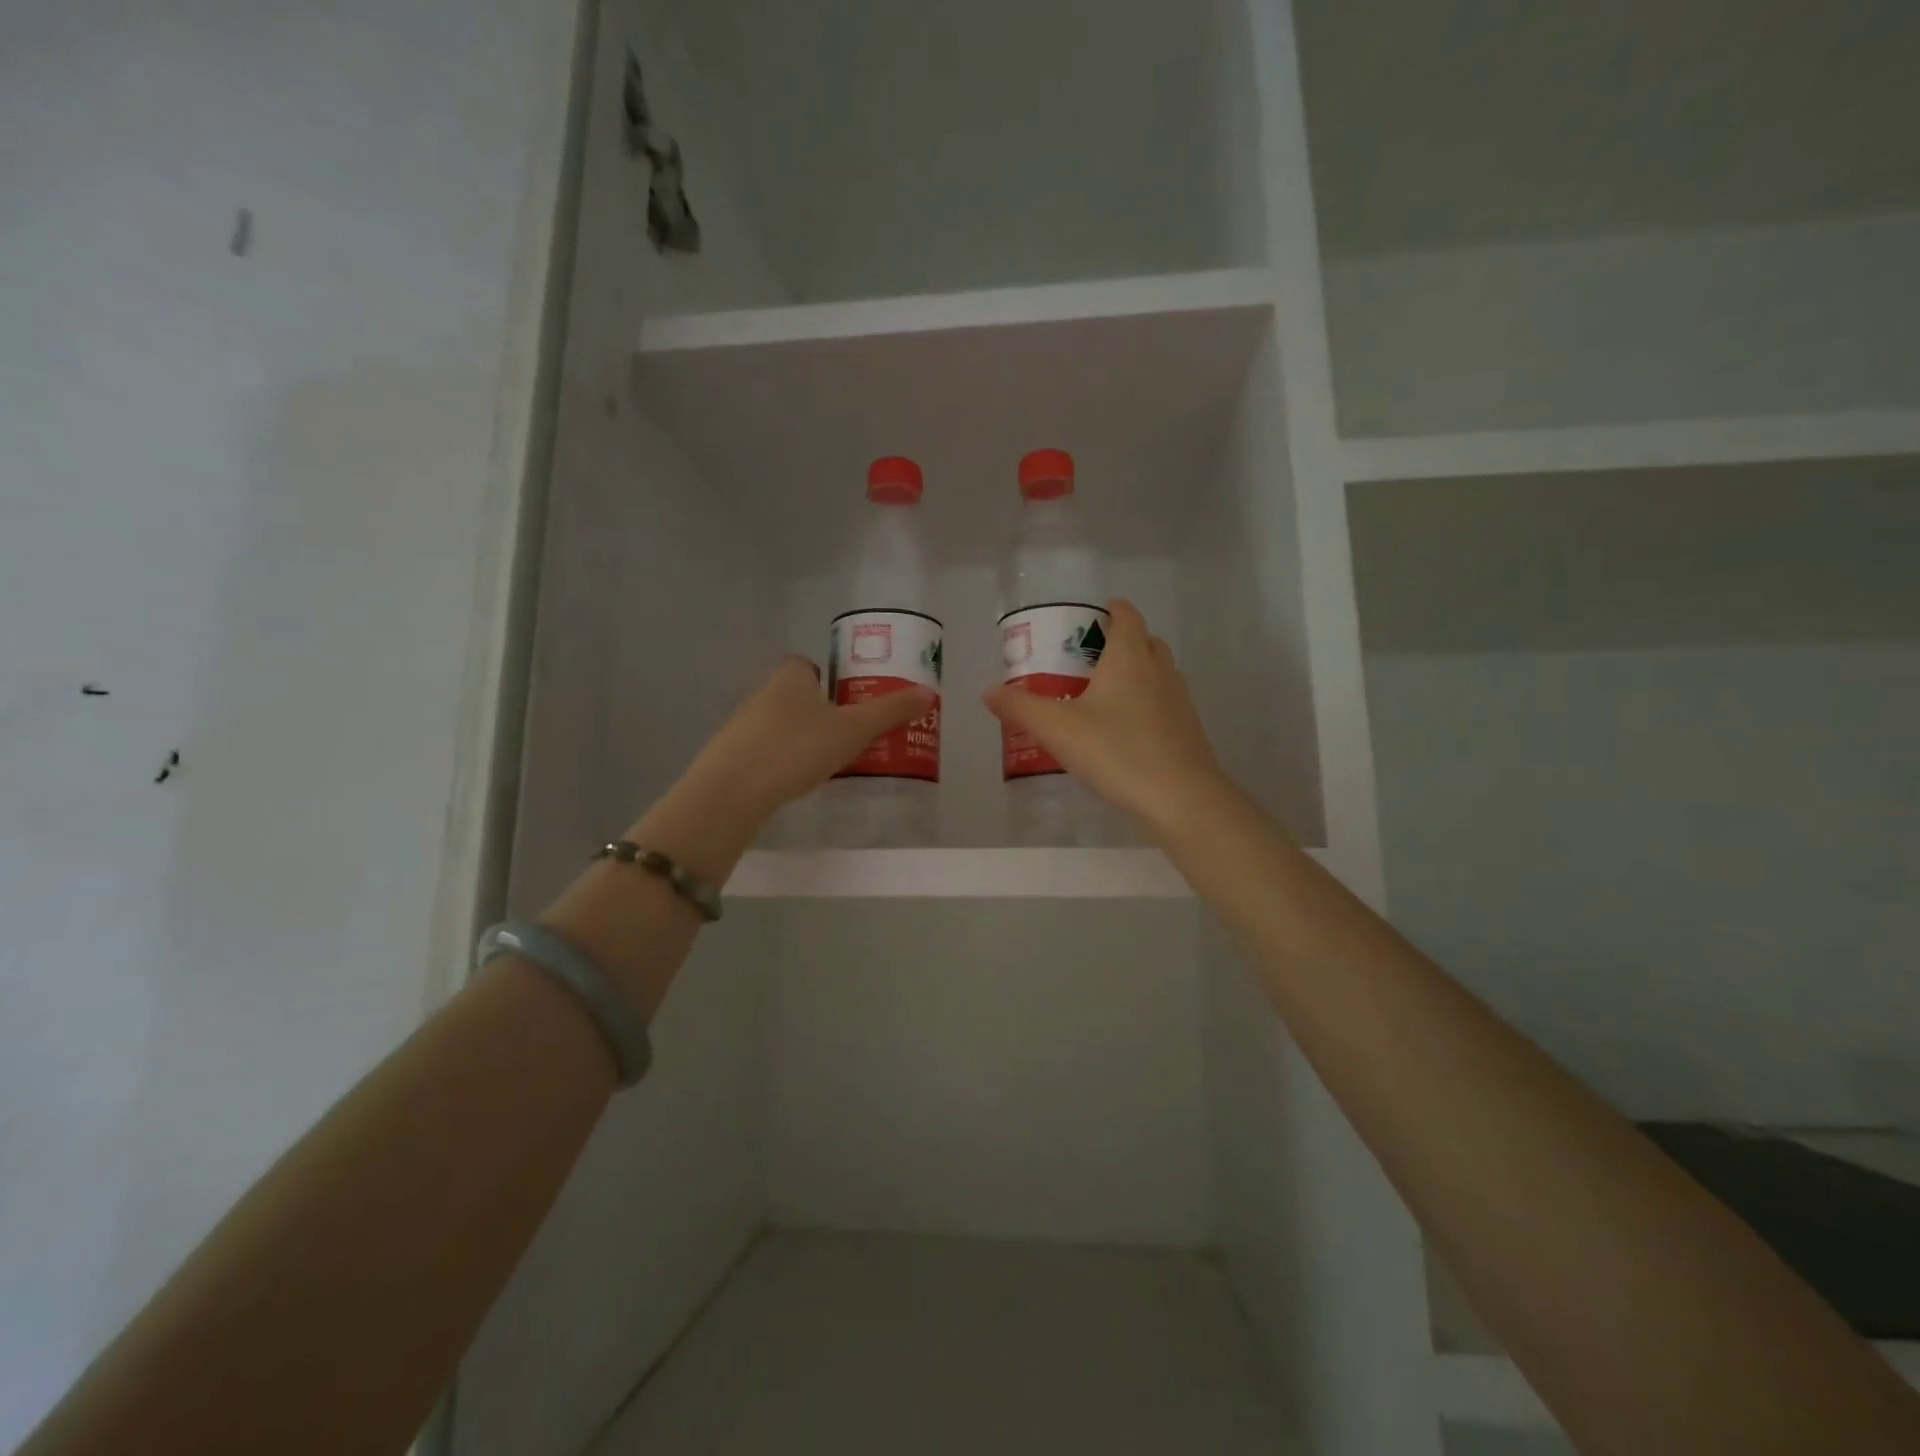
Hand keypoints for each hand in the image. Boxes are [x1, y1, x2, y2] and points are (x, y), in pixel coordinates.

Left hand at [680, 655, 934, 824]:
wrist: (731, 792)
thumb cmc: (796, 748)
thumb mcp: (853, 730)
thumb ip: (890, 711)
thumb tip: (928, 692)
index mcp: (791, 676)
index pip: (808, 664)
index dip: (828, 678)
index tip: (848, 701)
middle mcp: (763, 692)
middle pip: (796, 694)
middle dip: (820, 710)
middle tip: (848, 734)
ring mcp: (742, 724)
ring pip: (780, 723)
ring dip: (800, 736)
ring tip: (827, 761)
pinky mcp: (730, 755)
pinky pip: (765, 749)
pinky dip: (781, 759)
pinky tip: (796, 781)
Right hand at [984, 599, 1232, 838]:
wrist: (1181, 799)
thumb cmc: (1117, 751)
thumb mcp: (1057, 729)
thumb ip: (1020, 708)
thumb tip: (989, 691)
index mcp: (1130, 657)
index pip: (1126, 615)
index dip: (1108, 610)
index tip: (1085, 622)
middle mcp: (1160, 670)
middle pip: (1144, 641)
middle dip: (1118, 643)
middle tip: (1084, 663)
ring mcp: (1179, 701)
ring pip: (1156, 673)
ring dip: (1133, 675)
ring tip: (1100, 698)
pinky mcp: (1188, 730)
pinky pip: (1163, 704)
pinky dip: (1144, 706)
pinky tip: (1122, 734)